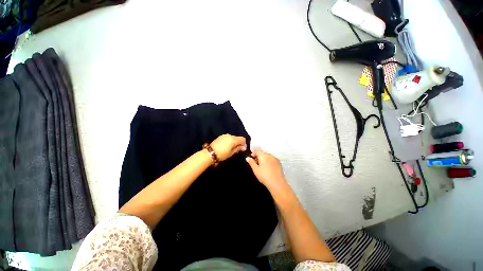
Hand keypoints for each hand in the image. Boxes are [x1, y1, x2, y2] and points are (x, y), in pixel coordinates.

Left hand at [210, 134, 246, 160]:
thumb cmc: (222, 154)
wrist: (210, 153)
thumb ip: (238, 148)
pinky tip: (227, 146)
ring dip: (234, 142)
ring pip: (233, 137)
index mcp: (233, 139)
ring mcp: (224, 135)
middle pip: (237, 138)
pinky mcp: (220, 136)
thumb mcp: (231, 153)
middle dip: (239, 143)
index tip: (243, 149)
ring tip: (232, 148)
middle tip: (238, 149)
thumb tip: (244, 147)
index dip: (244, 144)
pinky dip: (230, 141)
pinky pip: (228, 138)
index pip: (242, 139)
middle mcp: (230, 135)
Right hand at [246, 149, 288, 192]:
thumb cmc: (265, 177)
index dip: (254, 154)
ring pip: (268, 156)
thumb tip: (247, 157)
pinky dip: (269, 162)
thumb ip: (251, 163)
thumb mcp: (256, 170)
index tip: (252, 160)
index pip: (258, 150)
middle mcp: (270, 155)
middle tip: (256, 165)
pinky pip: (272, 160)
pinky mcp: (279, 163)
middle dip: (259, 157)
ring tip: (262, 168)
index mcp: (264, 156)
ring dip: (264, 159)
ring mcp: (276, 159)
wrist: (278, 184)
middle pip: (263, 153)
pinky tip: (268, 169)